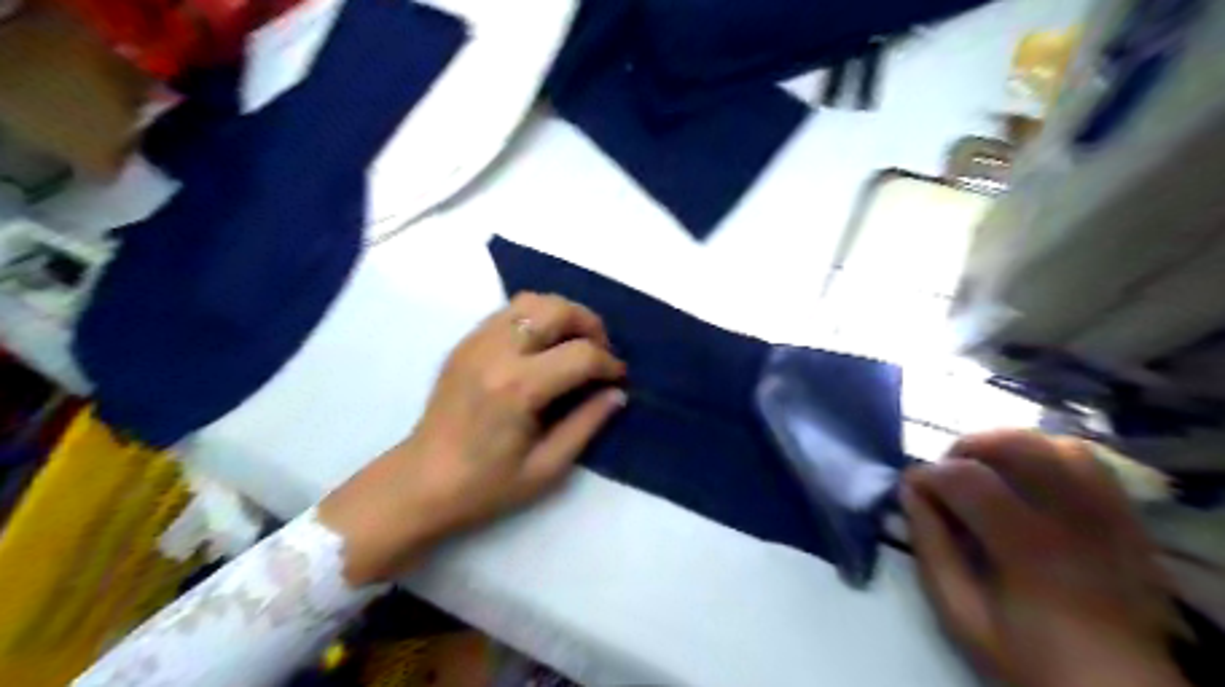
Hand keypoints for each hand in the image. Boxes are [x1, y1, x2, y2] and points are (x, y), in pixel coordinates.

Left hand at [320, 293, 625, 586]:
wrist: (420, 482)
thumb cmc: (485, 485)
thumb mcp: (546, 467)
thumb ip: (586, 424)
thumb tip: (617, 393)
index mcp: (518, 388)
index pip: (580, 354)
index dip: (608, 363)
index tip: (618, 378)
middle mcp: (496, 353)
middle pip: (556, 309)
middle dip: (590, 324)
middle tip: (601, 351)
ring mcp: (476, 342)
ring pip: (531, 301)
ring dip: (563, 314)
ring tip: (575, 342)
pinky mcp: (465, 343)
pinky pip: (509, 312)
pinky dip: (536, 318)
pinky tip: (544, 347)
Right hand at [901, 429, 1193, 685]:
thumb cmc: (1030, 656)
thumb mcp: (962, 615)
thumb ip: (931, 550)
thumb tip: (910, 493)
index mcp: (1029, 548)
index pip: (966, 478)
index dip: (928, 474)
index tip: (912, 487)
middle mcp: (1075, 518)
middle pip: (1017, 445)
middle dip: (968, 447)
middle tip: (948, 472)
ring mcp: (1109, 515)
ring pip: (1057, 445)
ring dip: (1012, 446)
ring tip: (989, 469)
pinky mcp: (1128, 519)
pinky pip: (1092, 462)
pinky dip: (1051, 455)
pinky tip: (1031, 478)